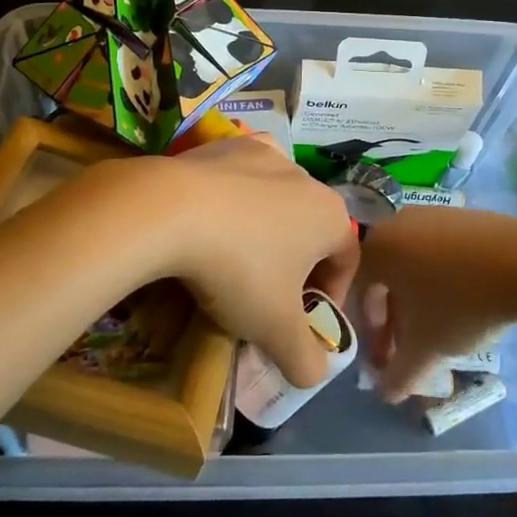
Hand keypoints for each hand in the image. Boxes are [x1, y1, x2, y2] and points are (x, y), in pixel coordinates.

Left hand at [151, 138, 359, 386]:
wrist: (169, 209)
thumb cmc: (238, 269)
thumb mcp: (274, 329)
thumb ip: (305, 359)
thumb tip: (314, 373)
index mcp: (331, 216)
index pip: (347, 260)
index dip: (331, 295)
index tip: (303, 322)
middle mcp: (307, 178)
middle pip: (312, 229)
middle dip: (296, 265)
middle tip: (267, 297)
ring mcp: (265, 154)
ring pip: (277, 201)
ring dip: (266, 230)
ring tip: (234, 259)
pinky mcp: (226, 143)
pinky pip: (241, 177)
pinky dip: (234, 199)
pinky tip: (210, 220)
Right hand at [355, 208, 516, 400]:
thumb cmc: (463, 302)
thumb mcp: (428, 347)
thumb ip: (400, 374)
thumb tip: (385, 394)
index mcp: (376, 248)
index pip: (356, 292)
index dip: (369, 331)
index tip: (387, 358)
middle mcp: (395, 224)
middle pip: (383, 276)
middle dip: (393, 317)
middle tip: (409, 347)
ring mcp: (430, 214)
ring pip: (410, 263)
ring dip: (416, 298)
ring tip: (438, 327)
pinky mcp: (461, 215)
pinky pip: (436, 249)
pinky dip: (439, 276)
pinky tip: (464, 299)